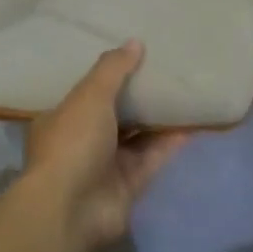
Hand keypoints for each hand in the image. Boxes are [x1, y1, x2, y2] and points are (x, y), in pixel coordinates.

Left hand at [23, 42, 188, 251]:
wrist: (71, 209)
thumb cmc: (73, 141)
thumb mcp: (90, 95)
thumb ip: (113, 69)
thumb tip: (135, 42)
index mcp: (61, 116)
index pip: (85, 91)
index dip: (106, 75)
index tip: (130, 57)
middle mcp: (81, 140)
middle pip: (113, 113)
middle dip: (135, 96)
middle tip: (163, 70)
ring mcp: (104, 165)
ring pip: (135, 136)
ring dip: (156, 118)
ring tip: (182, 92)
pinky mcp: (128, 187)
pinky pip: (152, 159)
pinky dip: (169, 143)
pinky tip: (191, 123)